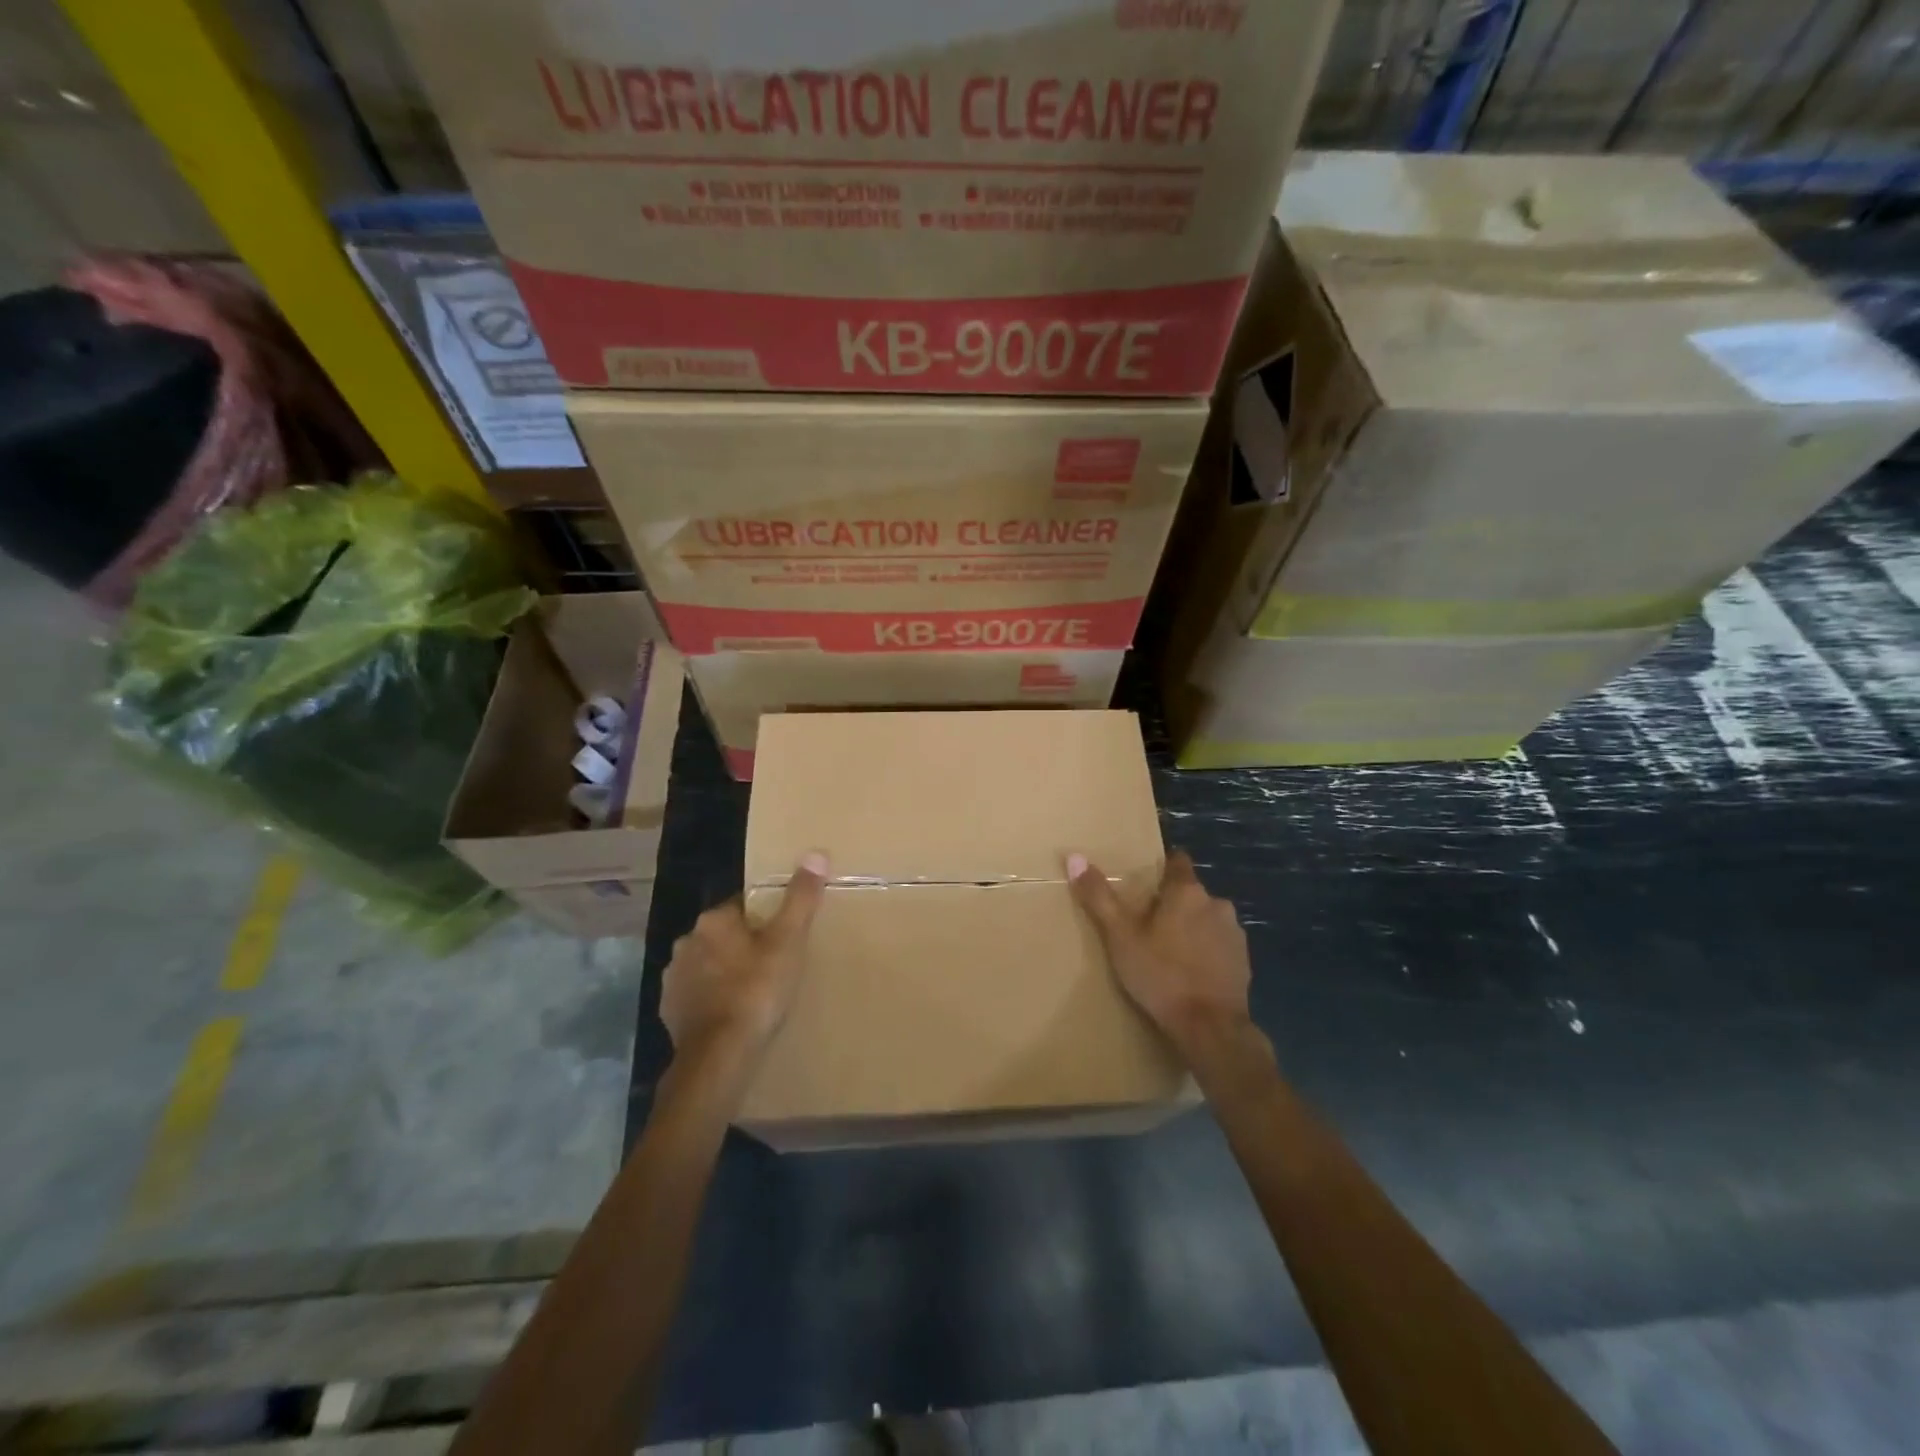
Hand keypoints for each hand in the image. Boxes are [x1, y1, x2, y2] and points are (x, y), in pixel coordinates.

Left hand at [661, 853, 828, 1067]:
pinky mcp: (669, 1012)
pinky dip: (712, 1000)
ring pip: (707, 965)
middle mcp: (686, 942)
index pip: (741, 906)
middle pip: (722, 935)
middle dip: (742, 946)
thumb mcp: (788, 941)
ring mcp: (674, 979)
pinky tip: (731, 1015)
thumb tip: (816, 853)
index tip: (782, 936)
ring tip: (753, 992)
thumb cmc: (757, 990)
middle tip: (773, 965)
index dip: (764, 919)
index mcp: (713, 920)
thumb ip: (801, 898)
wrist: (719, 1055)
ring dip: (724, 973)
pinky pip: (696, 995)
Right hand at [1067, 849, 1252, 1055]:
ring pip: (1207, 919)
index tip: (1146, 881)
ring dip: (1192, 927)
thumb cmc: (1161, 975)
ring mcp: (1234, 933)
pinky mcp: (1244, 961)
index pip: (1178, 861)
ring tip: (1168, 951)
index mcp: (1187, 892)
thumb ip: (1099, 897)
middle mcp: (1217, 904)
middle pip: (1191, 893)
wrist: (1210, 1027)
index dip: (1162, 867)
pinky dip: (1206, 952)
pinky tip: (1190, 973)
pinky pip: (1220, 945)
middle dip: (1173, 903)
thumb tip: (1074, 857)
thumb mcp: (1120, 937)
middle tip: (1148, 924)